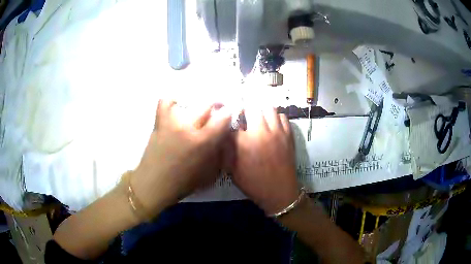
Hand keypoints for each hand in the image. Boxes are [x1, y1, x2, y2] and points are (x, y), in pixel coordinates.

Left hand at [131, 100, 231, 216]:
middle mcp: (189, 127)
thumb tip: (225, 138)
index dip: (228, 114)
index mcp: (203, 142)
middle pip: (207, 105)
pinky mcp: (160, 122)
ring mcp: (172, 123)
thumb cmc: (184, 183)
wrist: (155, 184)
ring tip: (197, 115)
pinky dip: (172, 102)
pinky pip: (165, 103)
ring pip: (189, 103)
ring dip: (197, 107)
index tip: (227, 117)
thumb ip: (220, 154)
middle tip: (214, 115)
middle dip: (215, 107)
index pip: (223, 117)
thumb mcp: (210, 173)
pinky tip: (177, 107)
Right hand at [230, 107, 298, 214]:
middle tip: (244, 118)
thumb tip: (225, 134)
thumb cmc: (254, 183)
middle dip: (246, 110)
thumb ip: (226, 150)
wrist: (280, 192)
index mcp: (244, 142)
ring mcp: (277, 132)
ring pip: (269, 108)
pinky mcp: (289, 135)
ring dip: (261, 111)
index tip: (230, 124)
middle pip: (252, 107)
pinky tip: (272, 126)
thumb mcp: (232, 170)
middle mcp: (261, 131)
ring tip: (259, 119)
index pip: (233, 121)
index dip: (230, 121)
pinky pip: (283, 117)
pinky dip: (276, 117)